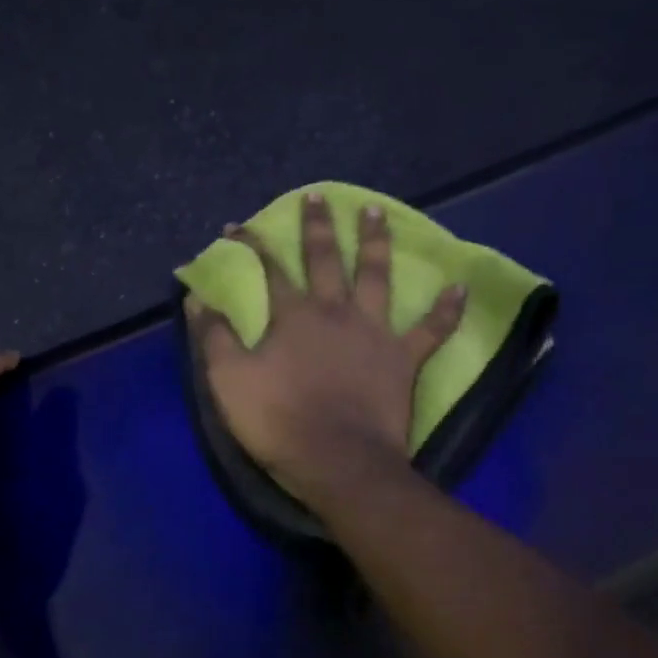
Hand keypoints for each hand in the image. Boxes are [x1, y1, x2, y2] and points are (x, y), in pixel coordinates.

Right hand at [187, 193, 464, 500]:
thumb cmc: (278, 420)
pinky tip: (459, 287)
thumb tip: (198, 297)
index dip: (253, 246)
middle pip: (325, 260)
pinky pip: (431, 330)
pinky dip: (446, 310)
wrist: (337, 461)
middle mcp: (334, 312)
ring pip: (376, 277)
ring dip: (376, 243)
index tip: (239, 226)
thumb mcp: (228, 379)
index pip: (269, 270)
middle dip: (318, 227)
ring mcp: (373, 332)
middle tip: (319, 196)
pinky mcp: (402, 359)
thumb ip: (213, 335)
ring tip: (377, 213)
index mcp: (293, 316)